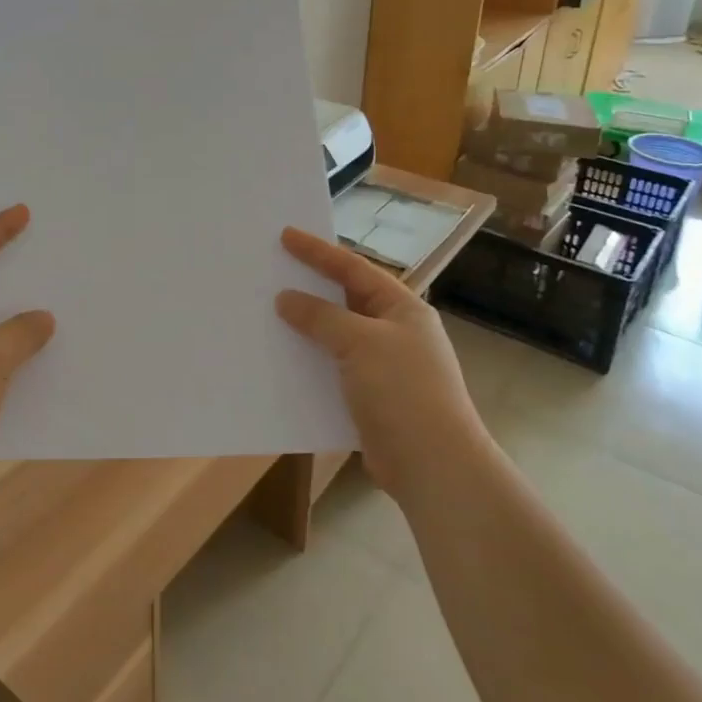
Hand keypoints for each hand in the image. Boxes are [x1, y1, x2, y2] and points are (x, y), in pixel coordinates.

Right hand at [274, 227, 485, 502]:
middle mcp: (394, 332)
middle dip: (310, 286)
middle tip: (274, 270)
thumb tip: (286, 299)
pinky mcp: (369, 398)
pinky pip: (332, 368)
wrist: (433, 466)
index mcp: (402, 309)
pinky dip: (309, 361)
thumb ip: (321, 317)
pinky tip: (282, 359)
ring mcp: (383, 367)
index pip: (354, 269)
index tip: (285, 235)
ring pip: (336, 336)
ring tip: (268, 312)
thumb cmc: (403, 391)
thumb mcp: (360, 342)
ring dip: (306, 327)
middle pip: (345, 300)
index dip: (319, 251)